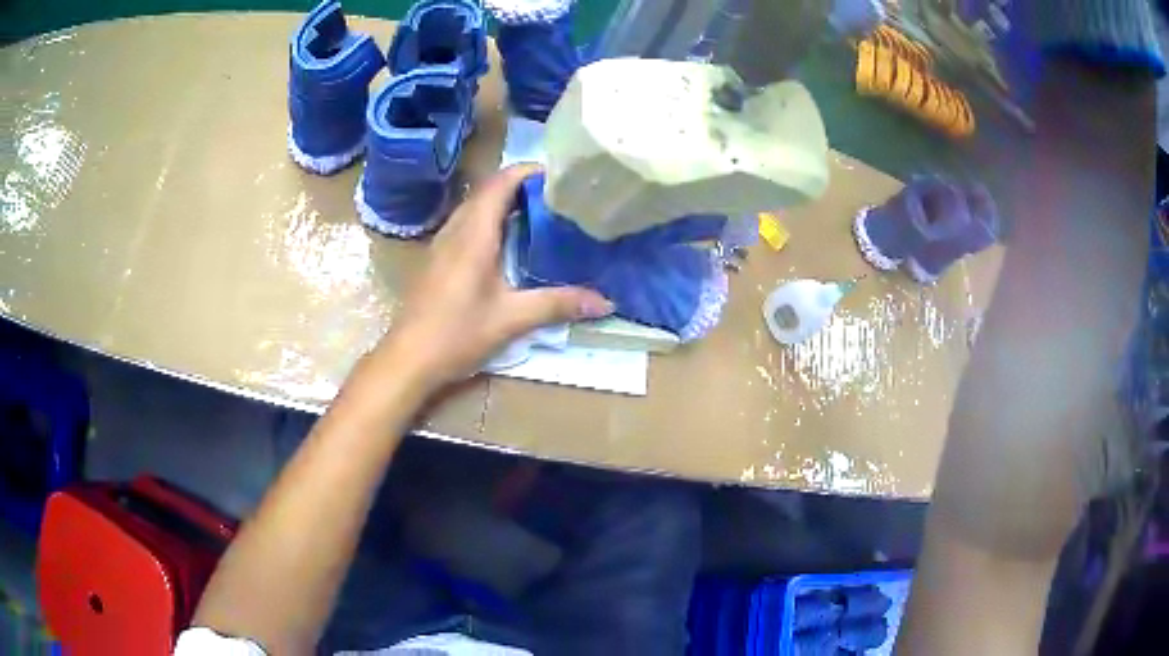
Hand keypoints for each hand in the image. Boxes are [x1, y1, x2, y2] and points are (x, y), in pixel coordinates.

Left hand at [378, 164, 613, 392]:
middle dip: (521, 186)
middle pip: (487, 190)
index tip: (559, 175)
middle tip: (556, 196)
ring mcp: (441, 244)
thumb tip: (606, 303)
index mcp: (474, 234)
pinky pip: (465, 225)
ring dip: (503, 203)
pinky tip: (506, 245)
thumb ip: (558, 304)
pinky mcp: (436, 259)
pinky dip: (489, 221)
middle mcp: (455, 230)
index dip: (528, 171)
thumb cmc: (456, 333)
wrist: (407, 359)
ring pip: (474, 207)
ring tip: (538, 215)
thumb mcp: (512, 319)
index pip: (500, 183)